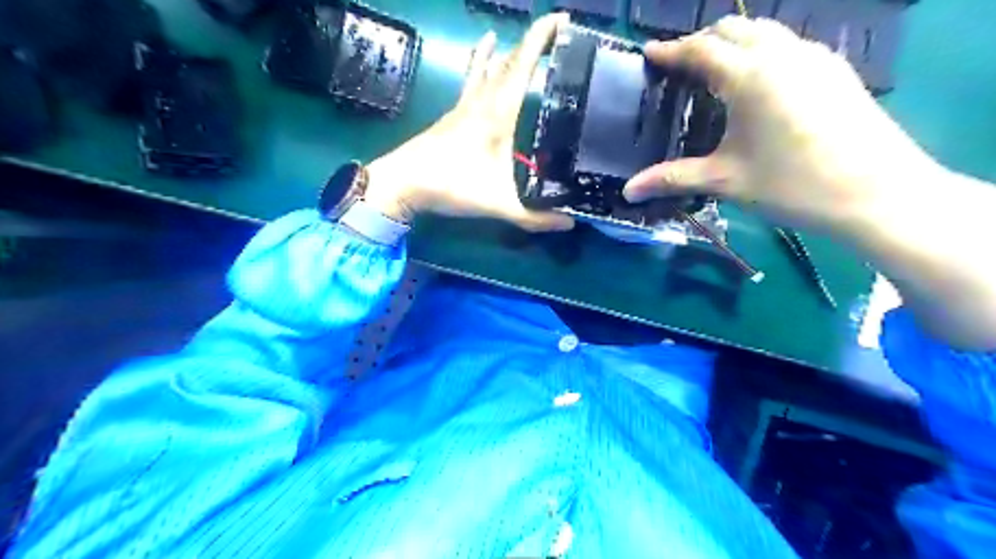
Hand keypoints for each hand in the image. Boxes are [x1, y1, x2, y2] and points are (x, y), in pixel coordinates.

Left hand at [364, 13, 577, 230]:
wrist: (403, 183)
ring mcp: (462, 107)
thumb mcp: (499, 204)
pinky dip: (479, 68)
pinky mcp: (450, 117)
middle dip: (530, 43)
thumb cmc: (452, 186)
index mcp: (497, 114)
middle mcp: (481, 102)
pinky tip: (477, 68)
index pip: (523, 65)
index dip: (542, 39)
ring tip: (506, 36)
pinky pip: (470, 83)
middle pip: (507, 62)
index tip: (561, 19)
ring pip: (485, 69)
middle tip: (552, 33)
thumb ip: (534, 217)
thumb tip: (570, 224)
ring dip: (500, 52)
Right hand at [621, 16, 943, 230]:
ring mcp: (814, 57)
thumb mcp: (725, 180)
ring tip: (713, 69)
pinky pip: (788, 44)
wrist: (877, 193)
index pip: (701, 49)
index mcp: (750, 77)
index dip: (671, 50)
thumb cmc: (792, 185)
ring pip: (765, 31)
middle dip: (701, 40)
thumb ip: (672, 179)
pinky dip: (760, 50)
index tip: (650, 53)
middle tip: (678, 64)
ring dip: (733, 41)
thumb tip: (628, 191)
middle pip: (733, 29)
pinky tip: (756, 81)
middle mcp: (782, 54)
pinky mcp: (835, 70)